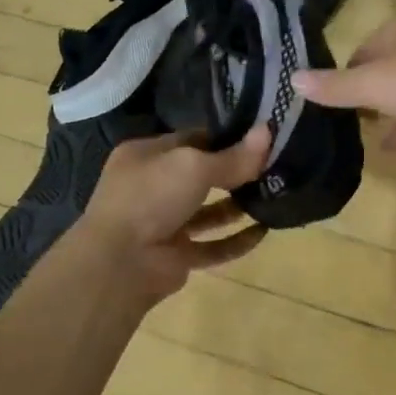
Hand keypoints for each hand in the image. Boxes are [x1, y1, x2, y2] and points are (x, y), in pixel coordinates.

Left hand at [74, 127, 271, 300]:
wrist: (121, 262)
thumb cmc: (151, 197)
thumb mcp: (194, 166)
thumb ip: (233, 156)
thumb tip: (268, 132)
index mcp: (146, 156)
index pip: (192, 139)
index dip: (226, 138)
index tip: (262, 139)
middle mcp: (153, 187)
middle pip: (201, 175)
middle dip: (235, 173)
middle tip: (274, 168)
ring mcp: (164, 224)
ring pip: (208, 212)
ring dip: (238, 206)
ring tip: (274, 197)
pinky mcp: (176, 256)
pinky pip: (212, 246)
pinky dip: (236, 241)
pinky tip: (264, 232)